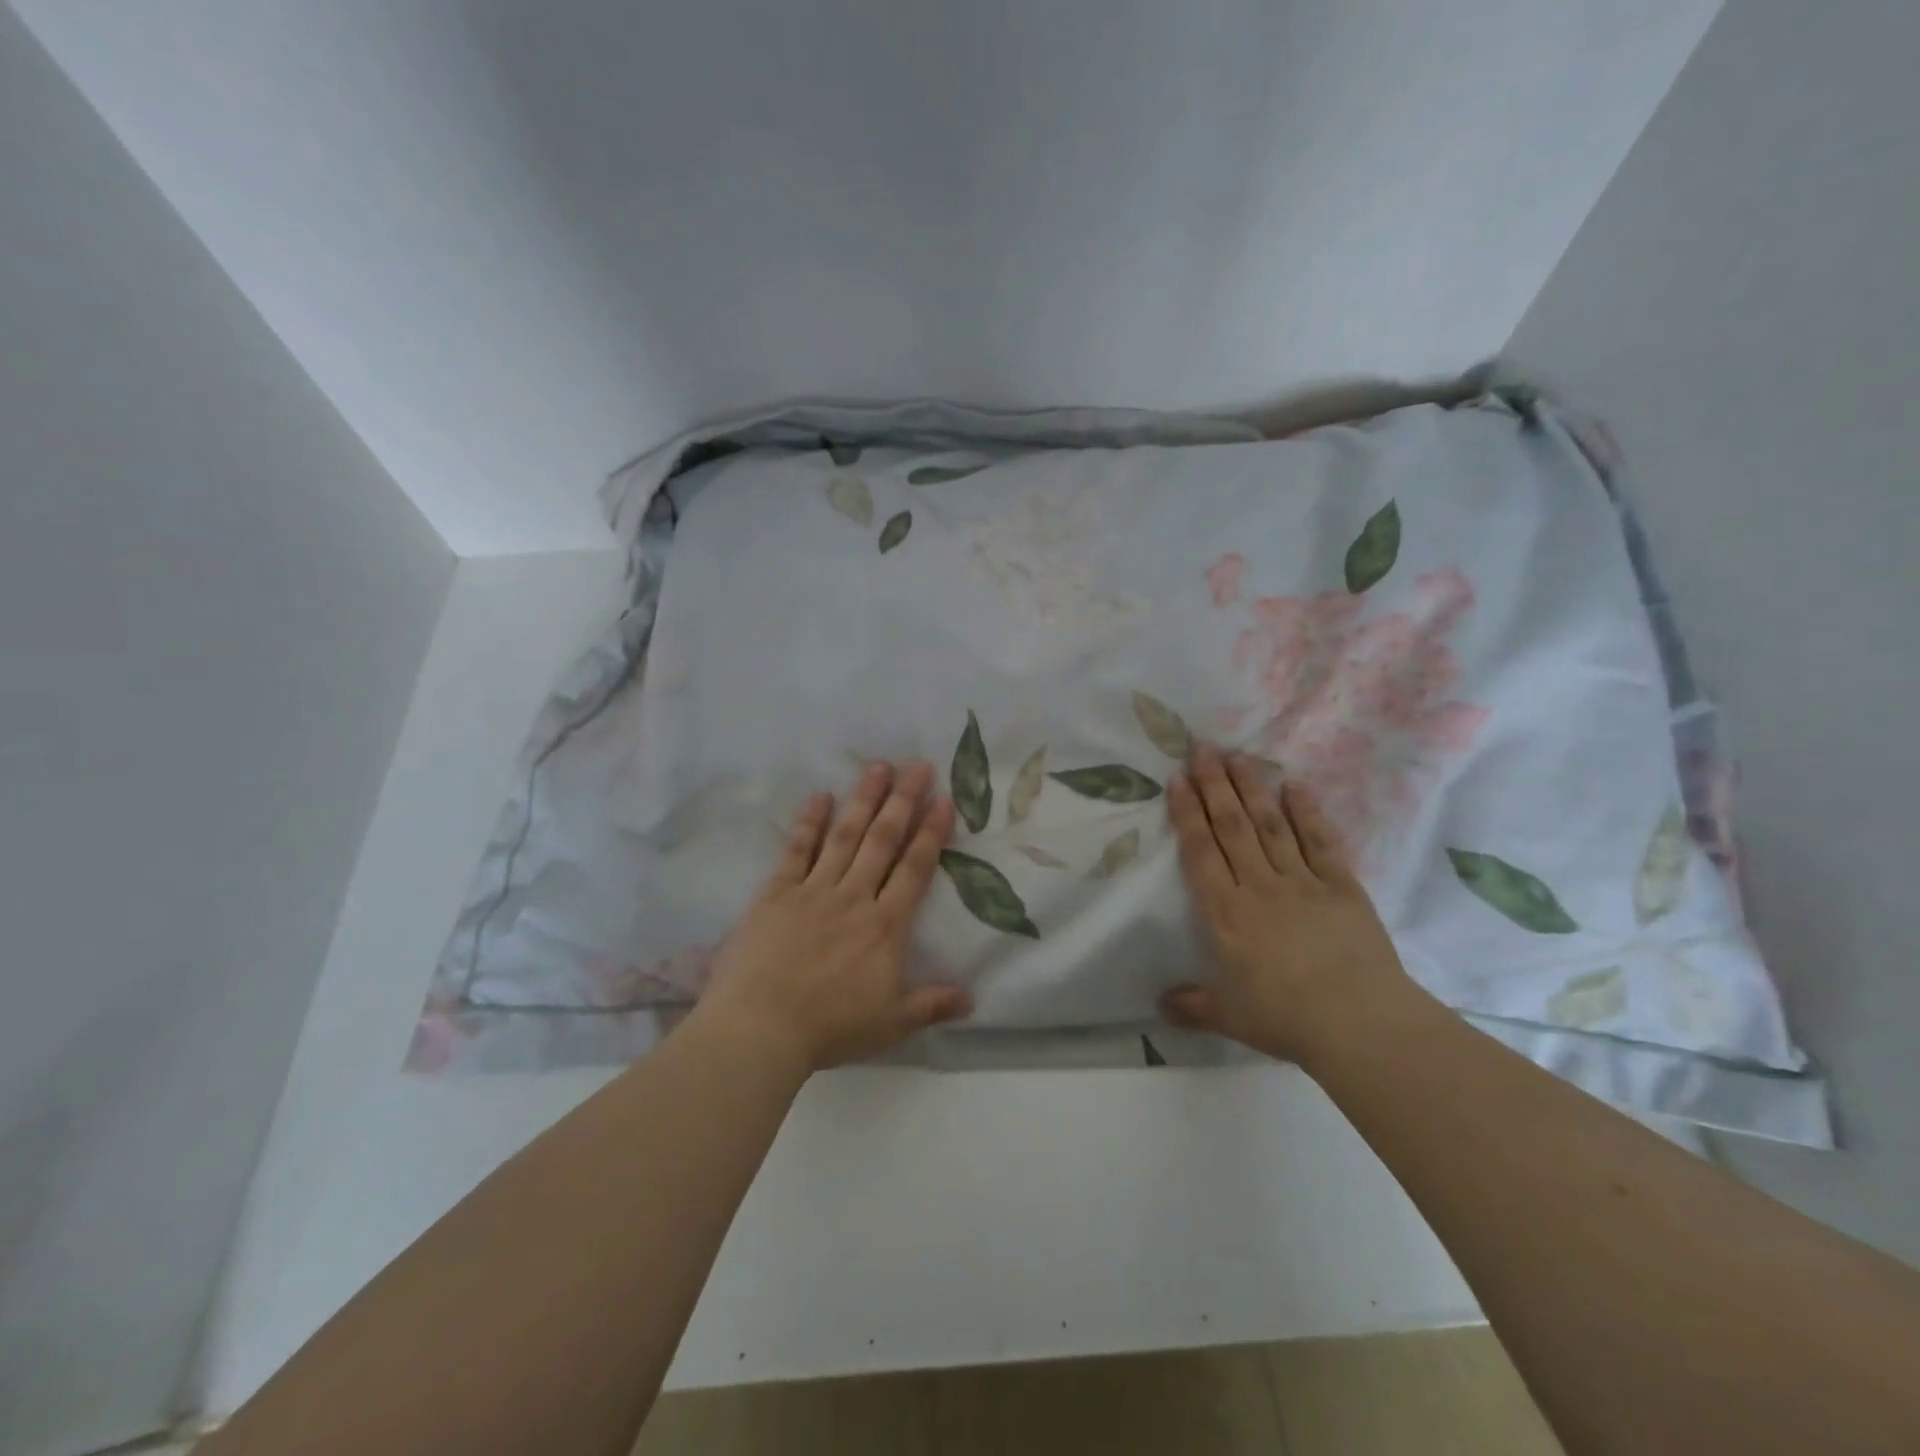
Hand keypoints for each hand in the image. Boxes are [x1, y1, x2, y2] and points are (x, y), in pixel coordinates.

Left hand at [697, 761, 972, 1072]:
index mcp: (885, 926)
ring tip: (878, 767)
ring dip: (863, 800)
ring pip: (845, 836)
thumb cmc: (830, 1028)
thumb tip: (973, 998)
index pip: (915, 869)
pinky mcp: (777, 893)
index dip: (931, 833)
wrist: (761, 1027)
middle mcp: (854, 897)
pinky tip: (819, 797)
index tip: (943, 800)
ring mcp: (814, 890)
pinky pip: (796, 851)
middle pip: (883, 840)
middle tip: (917, 765)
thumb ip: (932, 1004)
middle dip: (902, 801)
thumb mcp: (891, 1024)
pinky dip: (809, 823)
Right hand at [1161, 745, 1422, 1067]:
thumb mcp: (1229, 1017)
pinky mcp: (1341, 886)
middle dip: (1214, 785)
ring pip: (1270, 824)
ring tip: (1238, 756)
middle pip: (1232, 826)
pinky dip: (1308, 812)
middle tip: (1202, 749)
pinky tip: (1296, 786)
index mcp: (1226, 912)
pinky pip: (1320, 842)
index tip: (1178, 779)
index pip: (1200, 851)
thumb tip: (1159, 1005)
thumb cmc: (1285, 1018)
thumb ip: (1192, 1005)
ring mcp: (1302, 881)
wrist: (1360, 1023)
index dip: (1187, 813)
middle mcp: (1258, 885)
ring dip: (1252, 788)